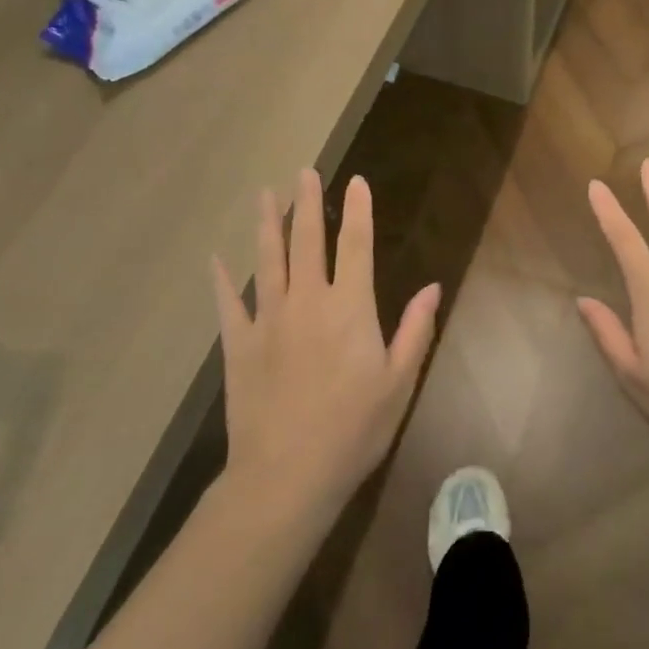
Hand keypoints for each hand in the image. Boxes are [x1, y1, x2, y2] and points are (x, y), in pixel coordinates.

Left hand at [213, 170, 439, 515]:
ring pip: (267, 261)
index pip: (356, 245)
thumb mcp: (399, 382)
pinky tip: (216, 260)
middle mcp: (307, 301)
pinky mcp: (239, 346)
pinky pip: (229, 304)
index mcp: (350, 307)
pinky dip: (222, 280)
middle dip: (307, 203)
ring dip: (267, 225)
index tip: (356, 181)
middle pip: (307, 241)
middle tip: (304, 172)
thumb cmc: (353, 429)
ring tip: (265, 195)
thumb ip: (416, 329)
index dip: (358, 210)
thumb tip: (432, 286)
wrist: (286, 477)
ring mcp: (268, 321)